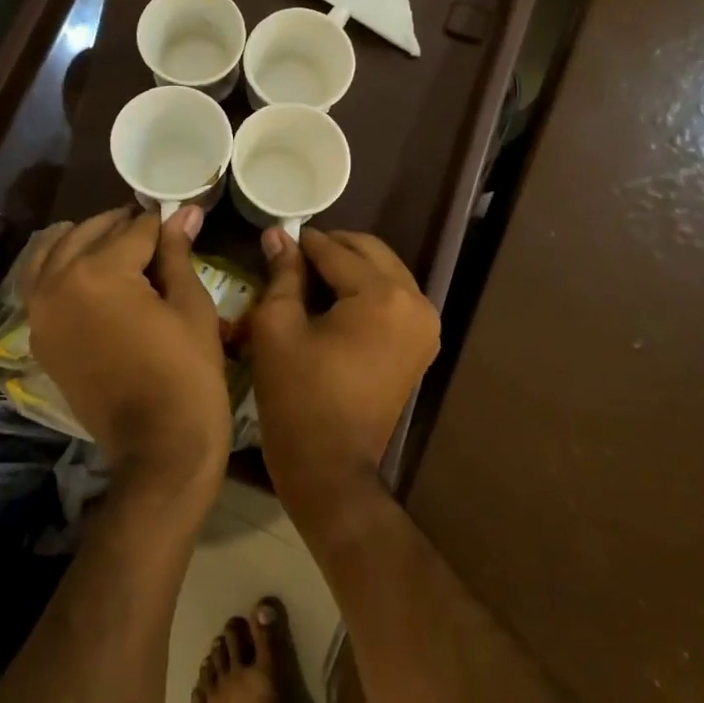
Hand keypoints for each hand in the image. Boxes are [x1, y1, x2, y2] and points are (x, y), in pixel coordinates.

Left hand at [24, 206, 231, 502]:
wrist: (158, 447)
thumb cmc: (187, 374)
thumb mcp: (190, 306)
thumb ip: (177, 253)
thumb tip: (184, 211)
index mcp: (99, 273)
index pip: (135, 229)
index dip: (164, 224)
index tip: (182, 219)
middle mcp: (58, 284)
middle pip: (91, 233)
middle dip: (124, 227)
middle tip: (157, 231)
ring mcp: (40, 313)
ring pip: (55, 252)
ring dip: (86, 240)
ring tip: (118, 245)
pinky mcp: (40, 337)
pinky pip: (40, 285)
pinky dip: (59, 267)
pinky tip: (86, 269)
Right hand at [249, 228, 439, 525]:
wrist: (330, 467)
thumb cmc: (297, 395)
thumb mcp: (278, 327)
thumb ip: (283, 274)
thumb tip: (279, 235)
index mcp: (382, 296)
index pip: (337, 252)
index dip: (304, 242)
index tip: (278, 235)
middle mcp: (415, 302)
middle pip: (371, 253)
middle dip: (332, 248)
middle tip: (294, 254)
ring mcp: (425, 325)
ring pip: (386, 272)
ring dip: (351, 267)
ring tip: (311, 277)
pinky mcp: (422, 344)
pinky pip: (394, 298)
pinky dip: (366, 290)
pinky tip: (334, 300)